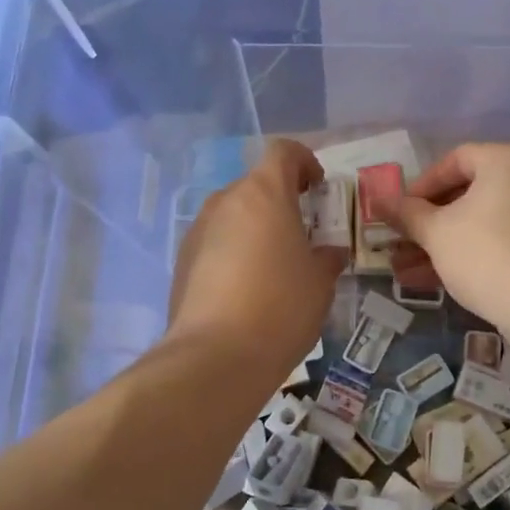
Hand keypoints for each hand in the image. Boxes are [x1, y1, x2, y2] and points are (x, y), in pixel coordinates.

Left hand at [167, 139, 347, 389]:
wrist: (215, 356)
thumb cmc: (281, 306)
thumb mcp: (320, 282)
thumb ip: (326, 258)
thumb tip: (328, 253)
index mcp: (264, 193)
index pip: (283, 152)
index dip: (304, 161)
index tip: (317, 186)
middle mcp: (226, 201)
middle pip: (256, 185)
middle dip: (280, 201)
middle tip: (301, 234)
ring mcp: (198, 230)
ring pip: (233, 214)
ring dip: (255, 228)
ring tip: (274, 266)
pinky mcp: (181, 261)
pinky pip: (215, 242)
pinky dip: (233, 252)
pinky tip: (246, 289)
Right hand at [392, 143, 509, 328]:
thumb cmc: (485, 252)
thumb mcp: (436, 232)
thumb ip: (406, 214)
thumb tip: (377, 201)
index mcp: (507, 160)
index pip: (456, 159)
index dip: (422, 185)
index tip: (401, 212)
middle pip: (468, 194)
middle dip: (427, 222)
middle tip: (400, 242)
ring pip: (480, 223)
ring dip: (441, 244)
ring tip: (405, 270)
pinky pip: (499, 242)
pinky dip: (468, 255)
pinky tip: (432, 281)